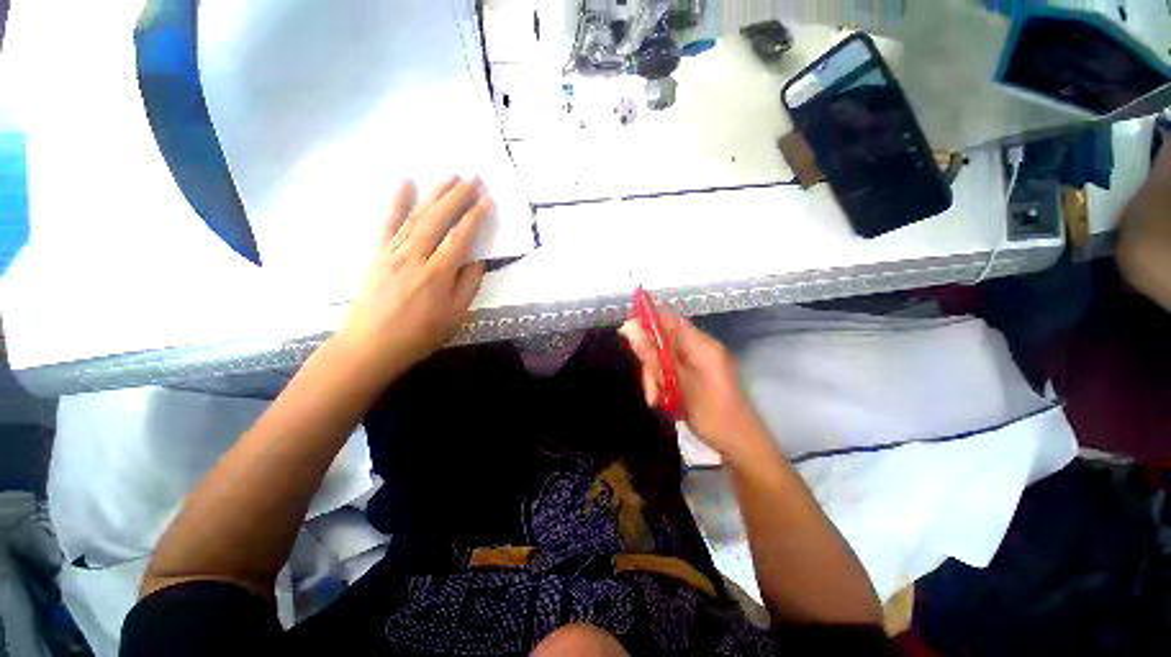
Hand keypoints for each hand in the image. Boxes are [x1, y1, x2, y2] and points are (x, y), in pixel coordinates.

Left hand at [335, 177, 489, 380]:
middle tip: (472, 177)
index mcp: (438, 274)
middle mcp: (415, 256)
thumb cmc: (419, 335)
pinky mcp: (377, 254)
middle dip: (457, 196)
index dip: (476, 217)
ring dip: (434, 194)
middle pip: (439, 219)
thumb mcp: (455, 317)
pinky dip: (396, 202)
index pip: (461, 237)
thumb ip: (468, 286)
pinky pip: (388, 223)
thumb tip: (477, 261)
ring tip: (449, 175)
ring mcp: (393, 252)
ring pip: (417, 216)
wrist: (370, 346)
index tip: (488, 200)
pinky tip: (405, 183)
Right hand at [619, 312, 766, 463]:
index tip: (627, 336)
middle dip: (651, 362)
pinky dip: (665, 382)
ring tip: (657, 399)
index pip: (669, 319)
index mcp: (701, 345)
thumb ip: (653, 354)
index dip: (646, 322)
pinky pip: (674, 369)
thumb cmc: (711, 413)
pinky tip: (664, 400)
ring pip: (666, 358)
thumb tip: (629, 327)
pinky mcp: (699, 374)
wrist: (739, 443)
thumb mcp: (677, 383)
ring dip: (656, 377)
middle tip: (650, 389)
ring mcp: (701, 361)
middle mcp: (701, 348)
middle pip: (665, 341)